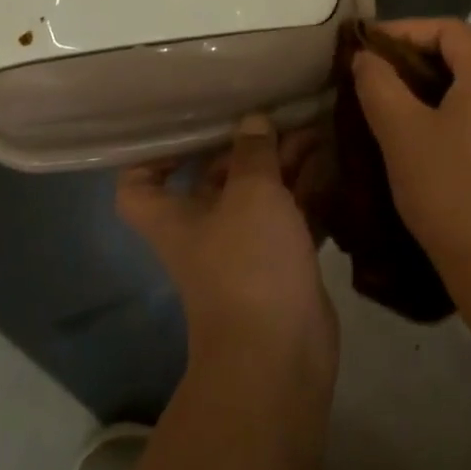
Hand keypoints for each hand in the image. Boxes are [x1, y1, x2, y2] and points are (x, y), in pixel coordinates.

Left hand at [118, 115, 337, 381]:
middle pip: (215, 177)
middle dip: (248, 145)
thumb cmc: (248, 263)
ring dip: (285, 164)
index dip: (152, 153)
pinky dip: (308, 193)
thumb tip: (253, 121)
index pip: (139, 182)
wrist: (279, 355)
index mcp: (175, 215)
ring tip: (317, 129)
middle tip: (282, 113)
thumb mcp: (250, 193)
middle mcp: (204, 229)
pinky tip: (332, 164)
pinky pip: (291, 217)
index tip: (186, 126)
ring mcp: (244, 249)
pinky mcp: (281, 264)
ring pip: (260, 194)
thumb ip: (253, 152)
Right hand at [351, 19, 470, 300]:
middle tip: (375, 75)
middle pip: (464, 52)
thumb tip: (367, 58)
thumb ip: (378, 83)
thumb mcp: (401, 133)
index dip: (402, 31)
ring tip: (396, 103)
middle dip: (416, 57)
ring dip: (436, 84)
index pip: (446, 29)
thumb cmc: (452, 193)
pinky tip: (431, 133)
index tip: (365, 47)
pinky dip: (458, 108)